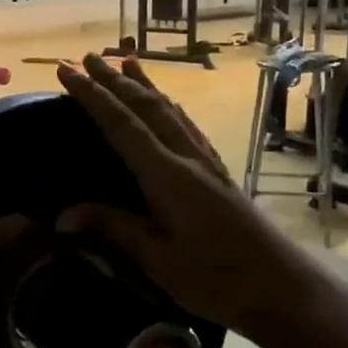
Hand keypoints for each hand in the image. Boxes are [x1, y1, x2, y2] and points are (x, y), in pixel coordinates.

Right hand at [55, 55, 342, 342]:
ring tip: (126, 61)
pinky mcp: (219, 173)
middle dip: (114, 80)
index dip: (92, 96)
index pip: (122, 125)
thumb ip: (115, 229)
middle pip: (147, 107)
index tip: (66, 70)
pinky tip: (167, 105)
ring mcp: (207, 163)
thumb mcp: (159, 261)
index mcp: (168, 177)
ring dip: (144, 85)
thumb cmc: (219, 281)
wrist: (285, 289)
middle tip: (87, 57)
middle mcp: (188, 158)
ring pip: (171, 111)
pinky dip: (169, 106)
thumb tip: (63, 215)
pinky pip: (187, 125)